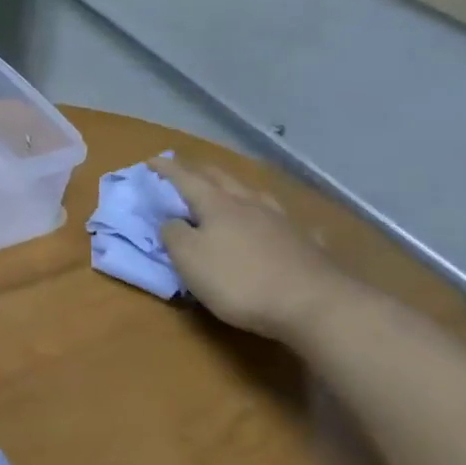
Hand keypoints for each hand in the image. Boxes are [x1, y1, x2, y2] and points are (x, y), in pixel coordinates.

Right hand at [150, 154, 354, 343]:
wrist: (314, 305)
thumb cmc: (240, 280)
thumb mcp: (189, 259)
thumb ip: (173, 234)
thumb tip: (170, 220)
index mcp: (218, 205)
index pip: (186, 179)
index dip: (167, 169)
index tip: (151, 160)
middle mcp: (250, 205)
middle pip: (222, 180)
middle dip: (201, 172)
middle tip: (187, 170)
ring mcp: (283, 223)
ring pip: (255, 196)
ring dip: (238, 190)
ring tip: (232, 190)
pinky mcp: (307, 245)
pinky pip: (289, 225)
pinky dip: (278, 222)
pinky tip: (284, 226)